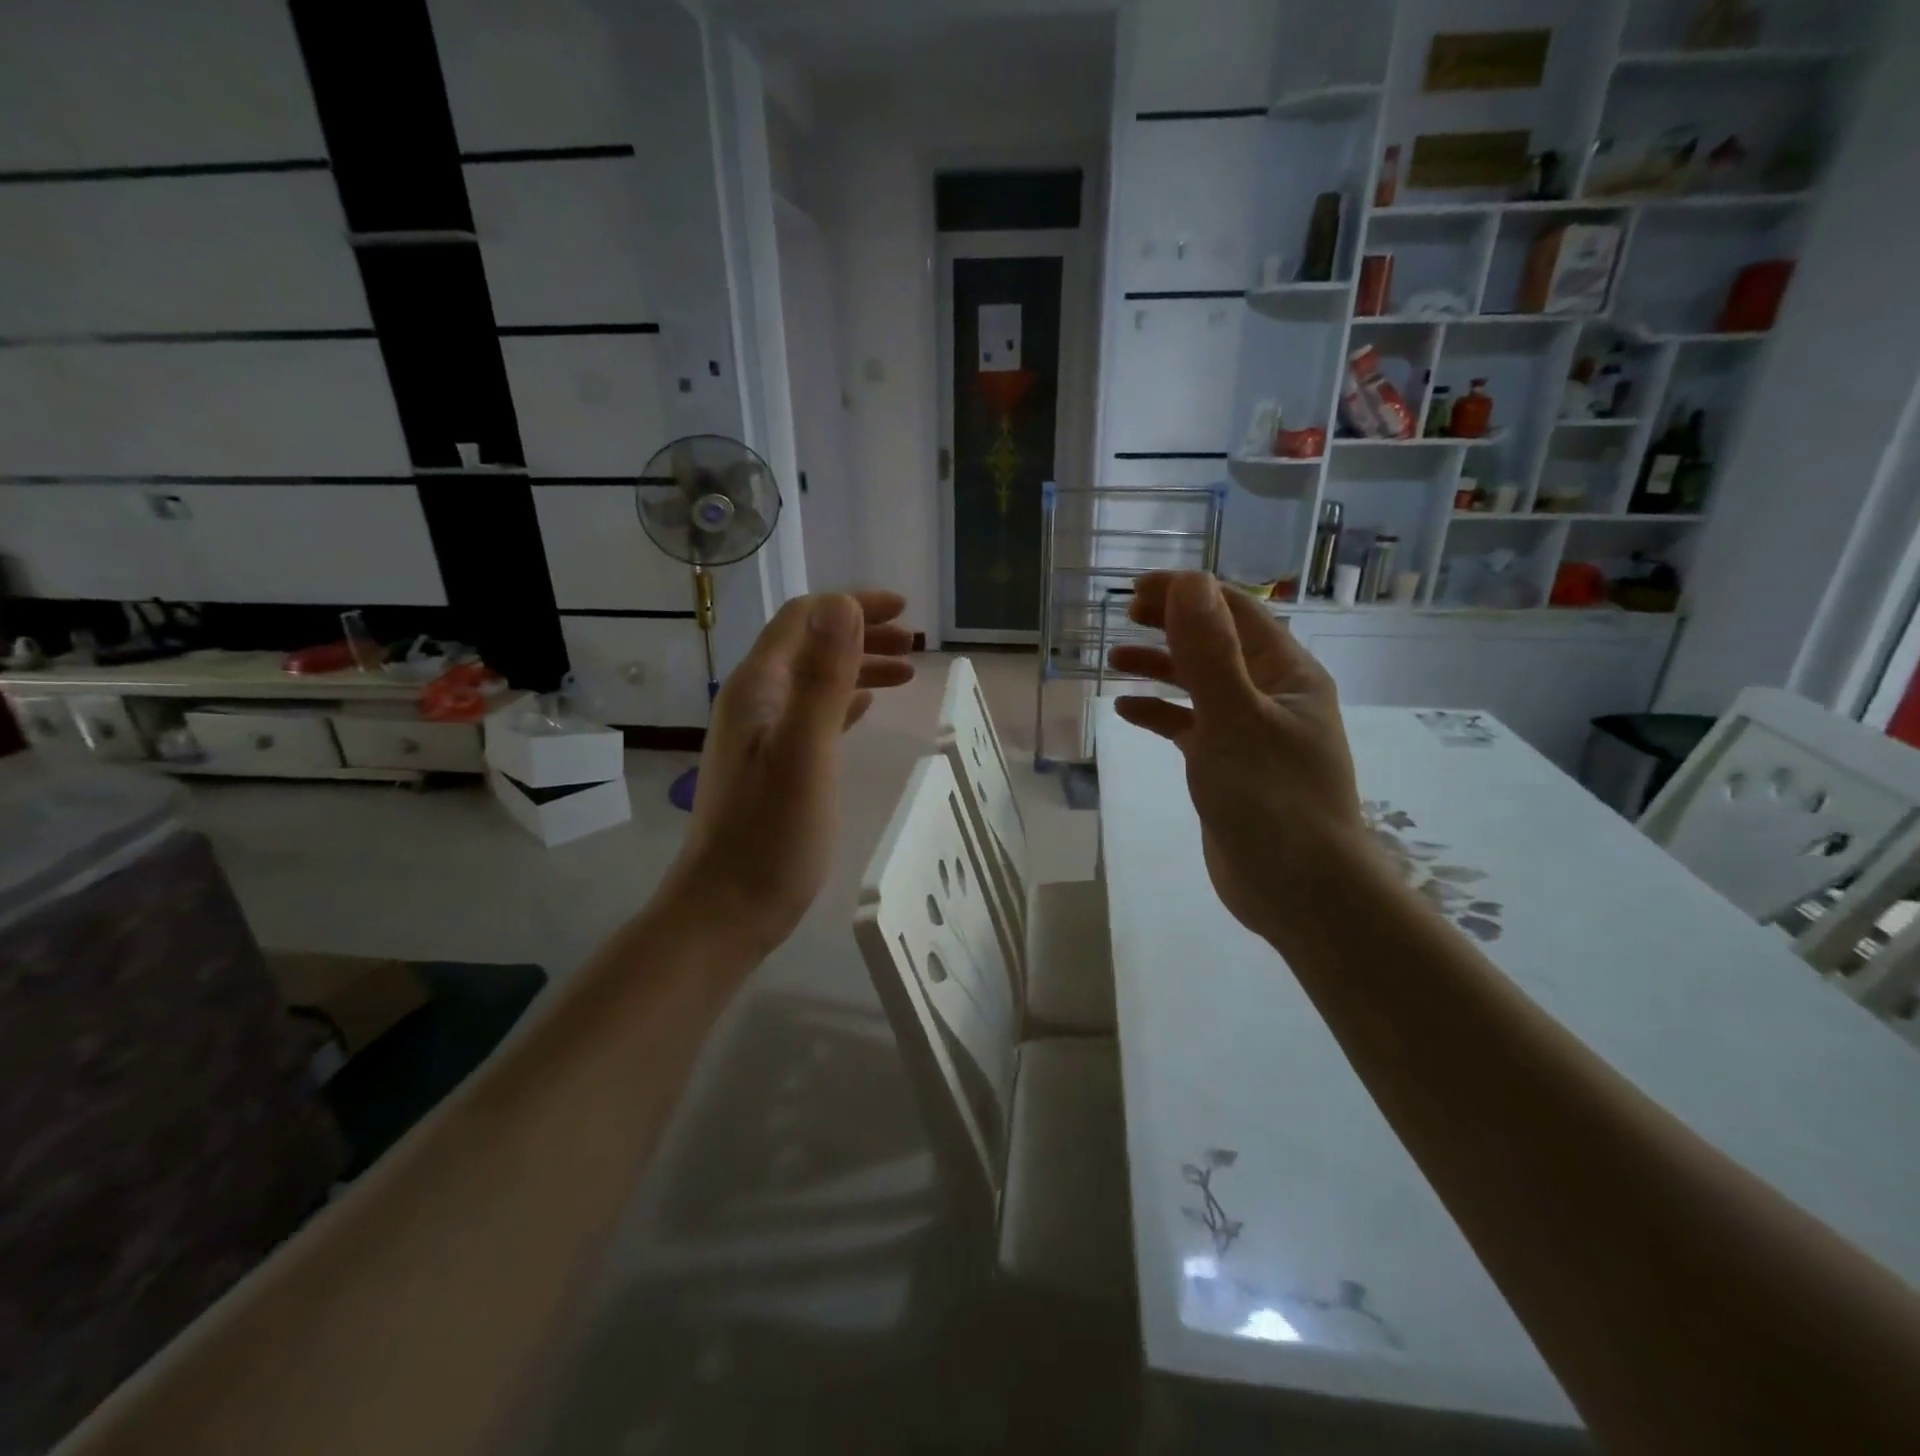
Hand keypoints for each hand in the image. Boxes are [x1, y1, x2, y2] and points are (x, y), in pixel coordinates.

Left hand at [661, 591, 914, 958]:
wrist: (728, 907)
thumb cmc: (770, 833)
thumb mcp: (804, 750)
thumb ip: (822, 677)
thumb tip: (843, 603)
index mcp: (757, 687)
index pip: (803, 618)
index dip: (851, 605)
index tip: (902, 611)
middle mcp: (754, 701)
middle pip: (809, 646)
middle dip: (861, 634)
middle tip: (913, 643)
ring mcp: (762, 735)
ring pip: (815, 680)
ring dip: (858, 667)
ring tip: (906, 672)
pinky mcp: (774, 764)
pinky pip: (814, 714)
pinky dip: (845, 700)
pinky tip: (868, 707)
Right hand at [1108, 572, 1365, 944]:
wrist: (1298, 890)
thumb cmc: (1271, 799)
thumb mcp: (1234, 718)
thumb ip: (1209, 651)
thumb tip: (1188, 582)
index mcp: (1287, 673)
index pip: (1235, 611)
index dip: (1188, 593)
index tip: (1136, 591)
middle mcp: (1272, 694)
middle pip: (1217, 642)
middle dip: (1171, 624)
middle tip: (1124, 616)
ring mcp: (1251, 732)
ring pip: (1201, 684)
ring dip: (1161, 667)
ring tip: (1114, 660)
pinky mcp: (1230, 765)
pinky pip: (1191, 726)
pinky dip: (1161, 714)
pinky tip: (1126, 712)